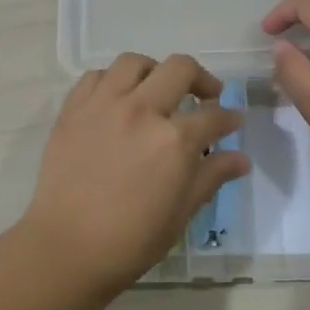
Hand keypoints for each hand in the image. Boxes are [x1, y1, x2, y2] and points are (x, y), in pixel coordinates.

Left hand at [21, 53, 250, 295]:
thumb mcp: (182, 212)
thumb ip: (212, 176)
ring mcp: (103, 105)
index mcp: (174, 139)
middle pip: (179, 69)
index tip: (233, 122)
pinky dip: (112, 80)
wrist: (68, 247)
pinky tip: (118, 99)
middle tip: (205, 96)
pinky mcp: (73, 109)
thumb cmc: (132, 239)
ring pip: (134, 62)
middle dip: (201, 79)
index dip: (230, 118)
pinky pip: (95, 77)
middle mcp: (141, 110)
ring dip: (154, 71)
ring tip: (157, 89)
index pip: (213, 115)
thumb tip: (241, 158)